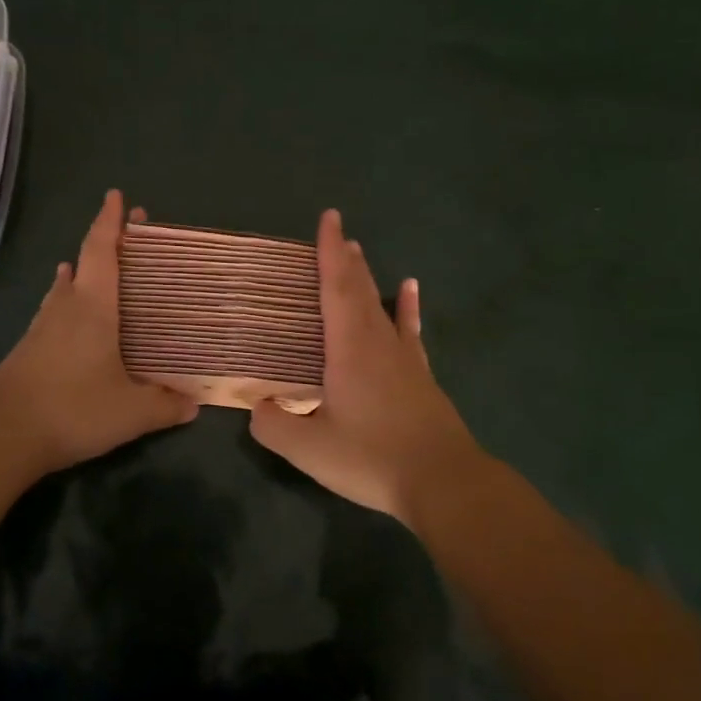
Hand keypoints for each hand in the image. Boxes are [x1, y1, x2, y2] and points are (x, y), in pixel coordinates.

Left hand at [0, 189, 198, 479]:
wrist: (1, 435)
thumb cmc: (73, 409)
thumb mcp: (130, 412)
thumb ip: (164, 405)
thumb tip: (194, 404)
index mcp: (93, 307)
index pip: (102, 251)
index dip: (110, 221)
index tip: (117, 196)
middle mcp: (66, 306)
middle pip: (85, 261)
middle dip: (106, 241)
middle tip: (128, 232)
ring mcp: (42, 326)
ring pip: (65, 286)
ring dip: (82, 270)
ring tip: (95, 266)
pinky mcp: (29, 348)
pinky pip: (55, 309)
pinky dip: (68, 299)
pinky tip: (70, 314)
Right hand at [249, 209, 483, 524]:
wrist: (443, 482)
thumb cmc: (372, 458)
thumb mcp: (310, 450)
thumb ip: (274, 426)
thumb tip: (256, 407)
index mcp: (349, 348)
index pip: (336, 287)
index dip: (329, 252)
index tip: (328, 217)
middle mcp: (378, 342)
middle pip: (359, 289)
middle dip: (345, 258)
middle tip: (337, 232)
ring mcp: (405, 358)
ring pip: (382, 305)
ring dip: (368, 277)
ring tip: (359, 251)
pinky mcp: (421, 376)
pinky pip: (409, 331)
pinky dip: (408, 308)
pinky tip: (411, 290)